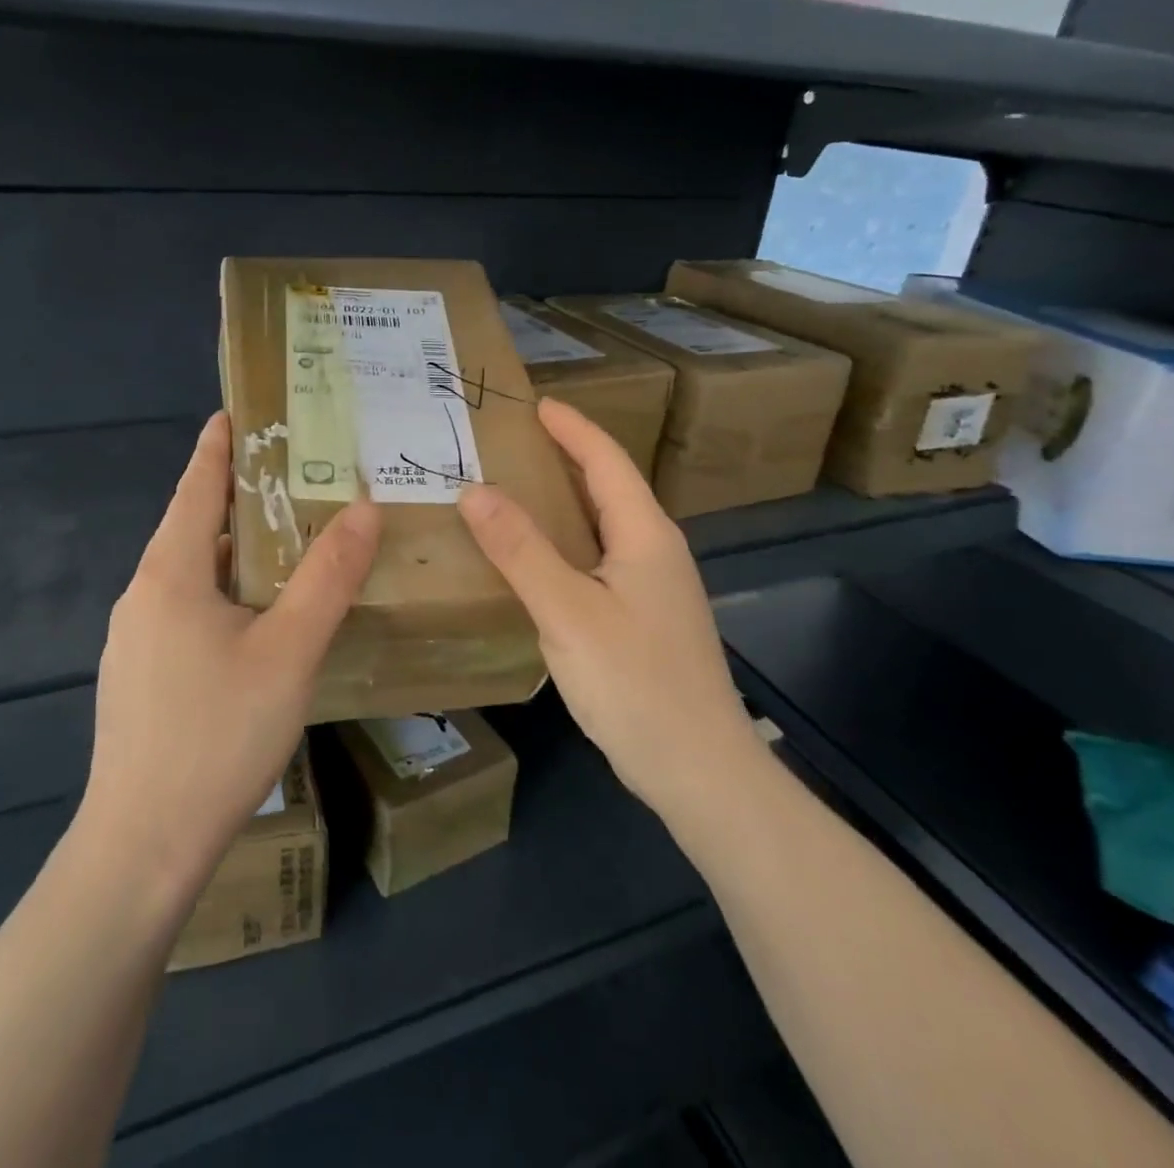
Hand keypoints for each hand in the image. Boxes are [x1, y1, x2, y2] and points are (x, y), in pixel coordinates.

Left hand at [81, 412, 380, 893]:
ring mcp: (135, 640)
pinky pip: (185, 610)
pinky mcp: (140, 677)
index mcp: (170, 574)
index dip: (217, 446)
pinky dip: (223, 592)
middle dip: (238, 497)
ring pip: (191, 574)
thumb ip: (327, 578)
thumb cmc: (218, 736)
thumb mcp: (289, 652)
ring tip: (286, 542)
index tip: (235, 411)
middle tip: (293, 477)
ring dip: (234, 550)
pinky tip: (256, 620)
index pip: (195, 488)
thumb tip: (362, 508)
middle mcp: (143, 596)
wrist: (142, 846)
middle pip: (193, 528)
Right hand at [456, 397, 757, 809]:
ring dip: (562, 502)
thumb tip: (474, 491)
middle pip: (607, 488)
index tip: (534, 404)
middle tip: (511, 444)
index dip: (572, 428)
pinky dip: (564, 543)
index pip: (607, 461)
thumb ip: (521, 550)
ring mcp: (652, 588)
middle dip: (565, 458)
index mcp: (645, 534)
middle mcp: (654, 551)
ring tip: (513, 492)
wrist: (699, 769)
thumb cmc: (637, 682)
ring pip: (602, 526)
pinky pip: (597, 561)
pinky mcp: (642, 619)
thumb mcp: (568, 612)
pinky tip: (534, 561)